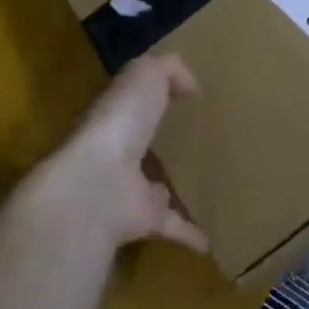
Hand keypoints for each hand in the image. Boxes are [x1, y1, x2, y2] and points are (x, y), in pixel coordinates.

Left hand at [27, 53, 208, 253]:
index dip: (148, 96)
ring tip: (204, 183)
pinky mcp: (142, 220)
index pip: (130, 102)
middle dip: (158, 142)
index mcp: (115, 114)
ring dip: (171, 188)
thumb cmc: (120, 122)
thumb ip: (168, 69)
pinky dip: (190, 233)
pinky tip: (211, 239)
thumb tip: (190, 86)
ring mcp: (127, 189)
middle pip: (140, 145)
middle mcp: (116, 152)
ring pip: (153, 187)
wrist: (97, 186)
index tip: (179, 94)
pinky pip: (171, 226)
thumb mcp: (145, 75)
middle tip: (193, 138)